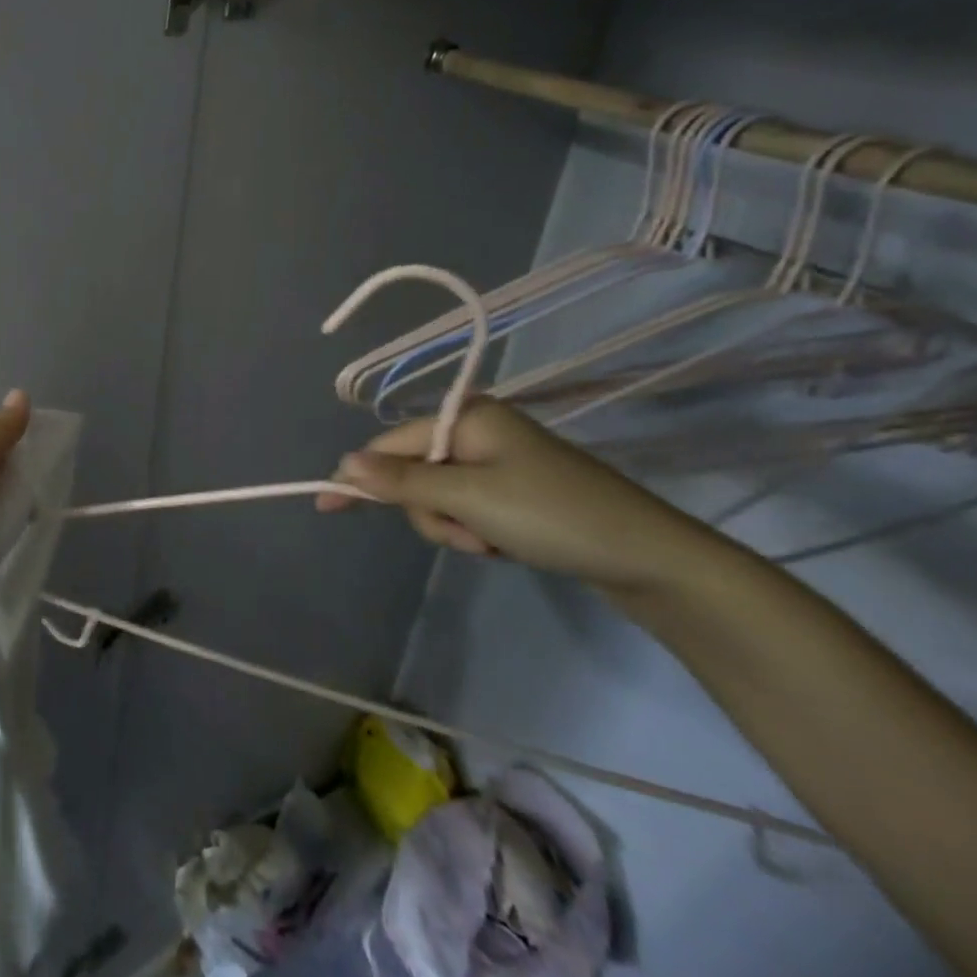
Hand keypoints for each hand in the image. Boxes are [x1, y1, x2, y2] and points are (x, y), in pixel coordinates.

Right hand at [318, 398, 709, 593]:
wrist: (649, 559)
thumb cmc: (553, 515)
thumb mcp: (470, 498)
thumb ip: (403, 481)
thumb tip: (345, 463)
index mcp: (466, 416)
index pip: (391, 445)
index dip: (360, 476)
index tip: (327, 506)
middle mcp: (476, 431)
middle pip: (414, 474)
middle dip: (432, 512)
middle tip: (470, 535)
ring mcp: (495, 462)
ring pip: (437, 498)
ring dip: (455, 528)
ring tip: (492, 545)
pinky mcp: (511, 491)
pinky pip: (466, 508)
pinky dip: (475, 532)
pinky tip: (504, 546)